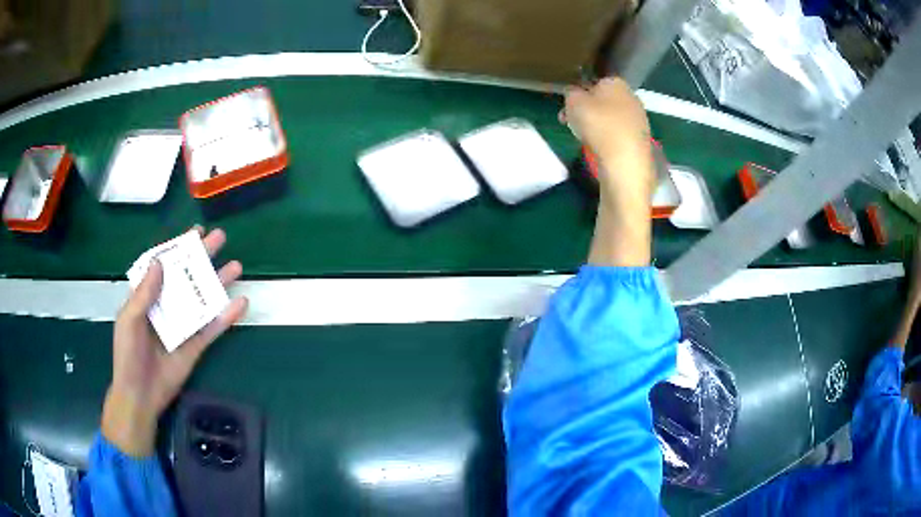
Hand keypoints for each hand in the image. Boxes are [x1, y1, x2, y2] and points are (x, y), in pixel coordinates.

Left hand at [101, 227, 248, 456]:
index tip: (195, 232)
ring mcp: (182, 325)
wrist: (140, 395)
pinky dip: (227, 316)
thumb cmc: (128, 354)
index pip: (164, 266)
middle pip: (187, 277)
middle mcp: (166, 306)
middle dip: (203, 257)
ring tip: (237, 266)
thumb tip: (160, 261)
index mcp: (147, 297)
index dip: (178, 247)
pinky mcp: (196, 345)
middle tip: (221, 238)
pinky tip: (241, 303)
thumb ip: (144, 292)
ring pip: (202, 299)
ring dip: (218, 282)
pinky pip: (212, 328)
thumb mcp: (130, 319)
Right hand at [563, 77, 653, 206]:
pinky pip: (619, 134)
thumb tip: (574, 92)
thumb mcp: (573, 101)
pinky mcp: (641, 139)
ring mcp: (639, 119)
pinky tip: (600, 149)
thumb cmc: (598, 124)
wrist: (625, 161)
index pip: (593, 83)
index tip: (567, 108)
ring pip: (611, 118)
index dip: (578, 94)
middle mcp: (631, 96)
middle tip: (571, 124)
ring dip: (597, 126)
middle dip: (587, 111)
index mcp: (615, 82)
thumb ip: (570, 92)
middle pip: (603, 101)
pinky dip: (608, 139)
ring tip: (583, 139)